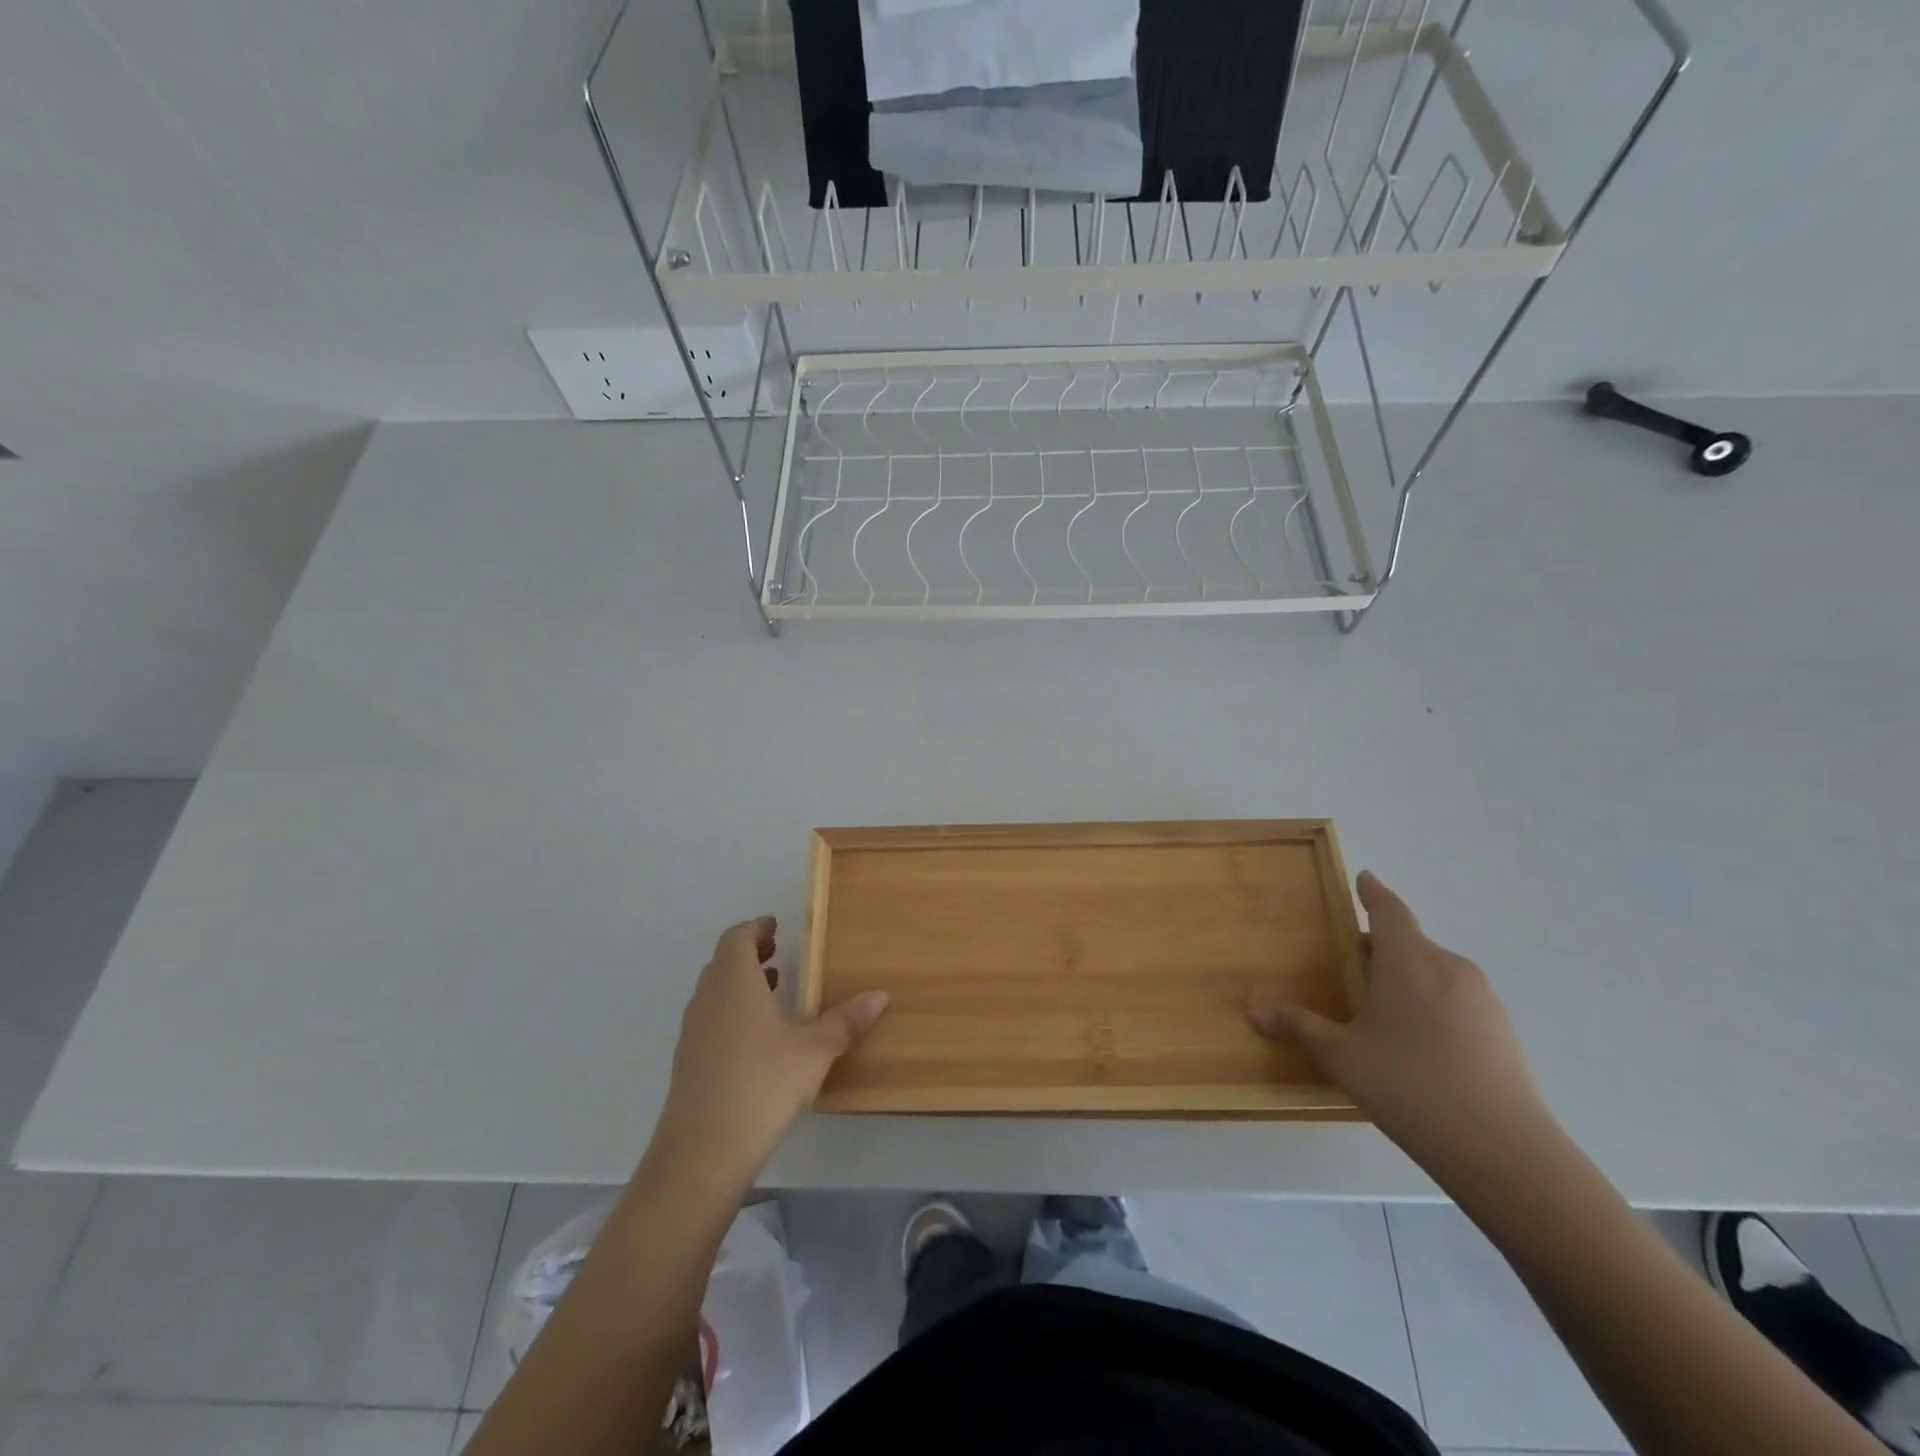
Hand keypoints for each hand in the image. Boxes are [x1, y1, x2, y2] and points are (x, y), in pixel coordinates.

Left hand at [653, 917, 887, 1184]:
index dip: (756, 928)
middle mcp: (708, 998)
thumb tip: (880, 995)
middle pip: (723, 961)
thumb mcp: (815, 1050)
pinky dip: (730, 1010)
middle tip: (777, 952)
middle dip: (749, 953)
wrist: (703, 1149)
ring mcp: (693, 1030)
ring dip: (739, 982)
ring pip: (714, 990)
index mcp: (735, 982)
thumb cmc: (763, 1084)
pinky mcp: (687, 1060)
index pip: (737, 937)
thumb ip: (846, 1021)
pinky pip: (709, 1017)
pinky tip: (756, 1037)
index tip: (775, 926)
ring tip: (773, 990)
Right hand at [1250, 872, 1557, 1182]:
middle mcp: (1448, 967)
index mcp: (1408, 960)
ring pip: (1435, 972)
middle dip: (1381, 947)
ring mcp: (1482, 1000)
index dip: (1374, 893)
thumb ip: (1300, 1028)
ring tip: (1381, 1009)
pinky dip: (1432, 1004)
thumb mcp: (1341, 1057)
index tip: (1364, 878)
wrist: (1504, 1151)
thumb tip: (1254, 1013)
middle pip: (1410, 942)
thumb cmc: (1409, 1085)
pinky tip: (1417, 1043)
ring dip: (1407, 978)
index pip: (1389, 911)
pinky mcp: (1502, 1032)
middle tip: (1352, 964)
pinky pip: (1456, 1000)